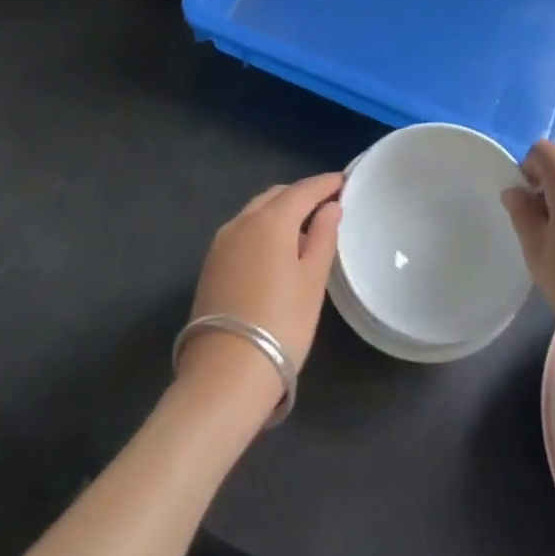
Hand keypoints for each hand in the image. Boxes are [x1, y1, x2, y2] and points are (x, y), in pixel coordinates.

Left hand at [179, 173, 342, 412]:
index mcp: (270, 220)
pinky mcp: (210, 264)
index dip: (325, 184)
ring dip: (280, 211)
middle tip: (326, 204)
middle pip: (276, 195)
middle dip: (301, 195)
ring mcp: (221, 243)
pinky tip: (276, 249)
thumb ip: (324, 237)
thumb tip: (331, 207)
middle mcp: (241, 221)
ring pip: (256, 212)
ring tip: (304, 228)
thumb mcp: (313, 281)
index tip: (344, 181)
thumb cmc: (281, 323)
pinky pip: (243, 231)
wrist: (225, 374)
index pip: (302, 189)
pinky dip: (262, 229)